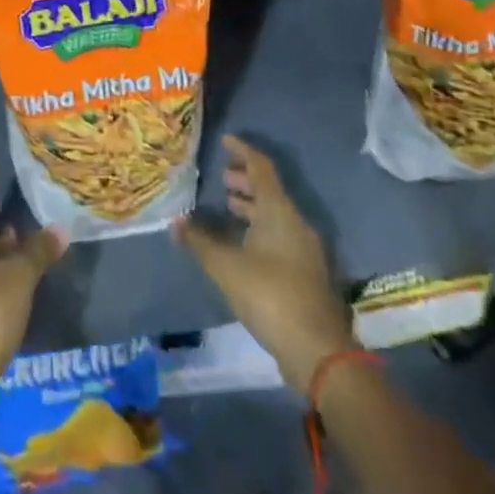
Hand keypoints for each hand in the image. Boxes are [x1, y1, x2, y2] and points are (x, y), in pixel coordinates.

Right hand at [173, 134, 355, 396]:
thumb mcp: (226, 267)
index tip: (224, 140)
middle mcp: (296, 223)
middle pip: (270, 191)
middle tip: (222, 178)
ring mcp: (305, 250)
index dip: (242, 151)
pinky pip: (280, 235)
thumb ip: (200, 242)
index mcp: (279, 211)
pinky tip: (243, 244)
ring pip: (276, 215)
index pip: (261, 167)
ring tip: (229, 206)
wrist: (319, 353)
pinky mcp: (306, 273)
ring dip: (253, 206)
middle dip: (246, 180)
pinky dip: (260, 228)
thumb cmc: (270, 296)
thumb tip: (175, 222)